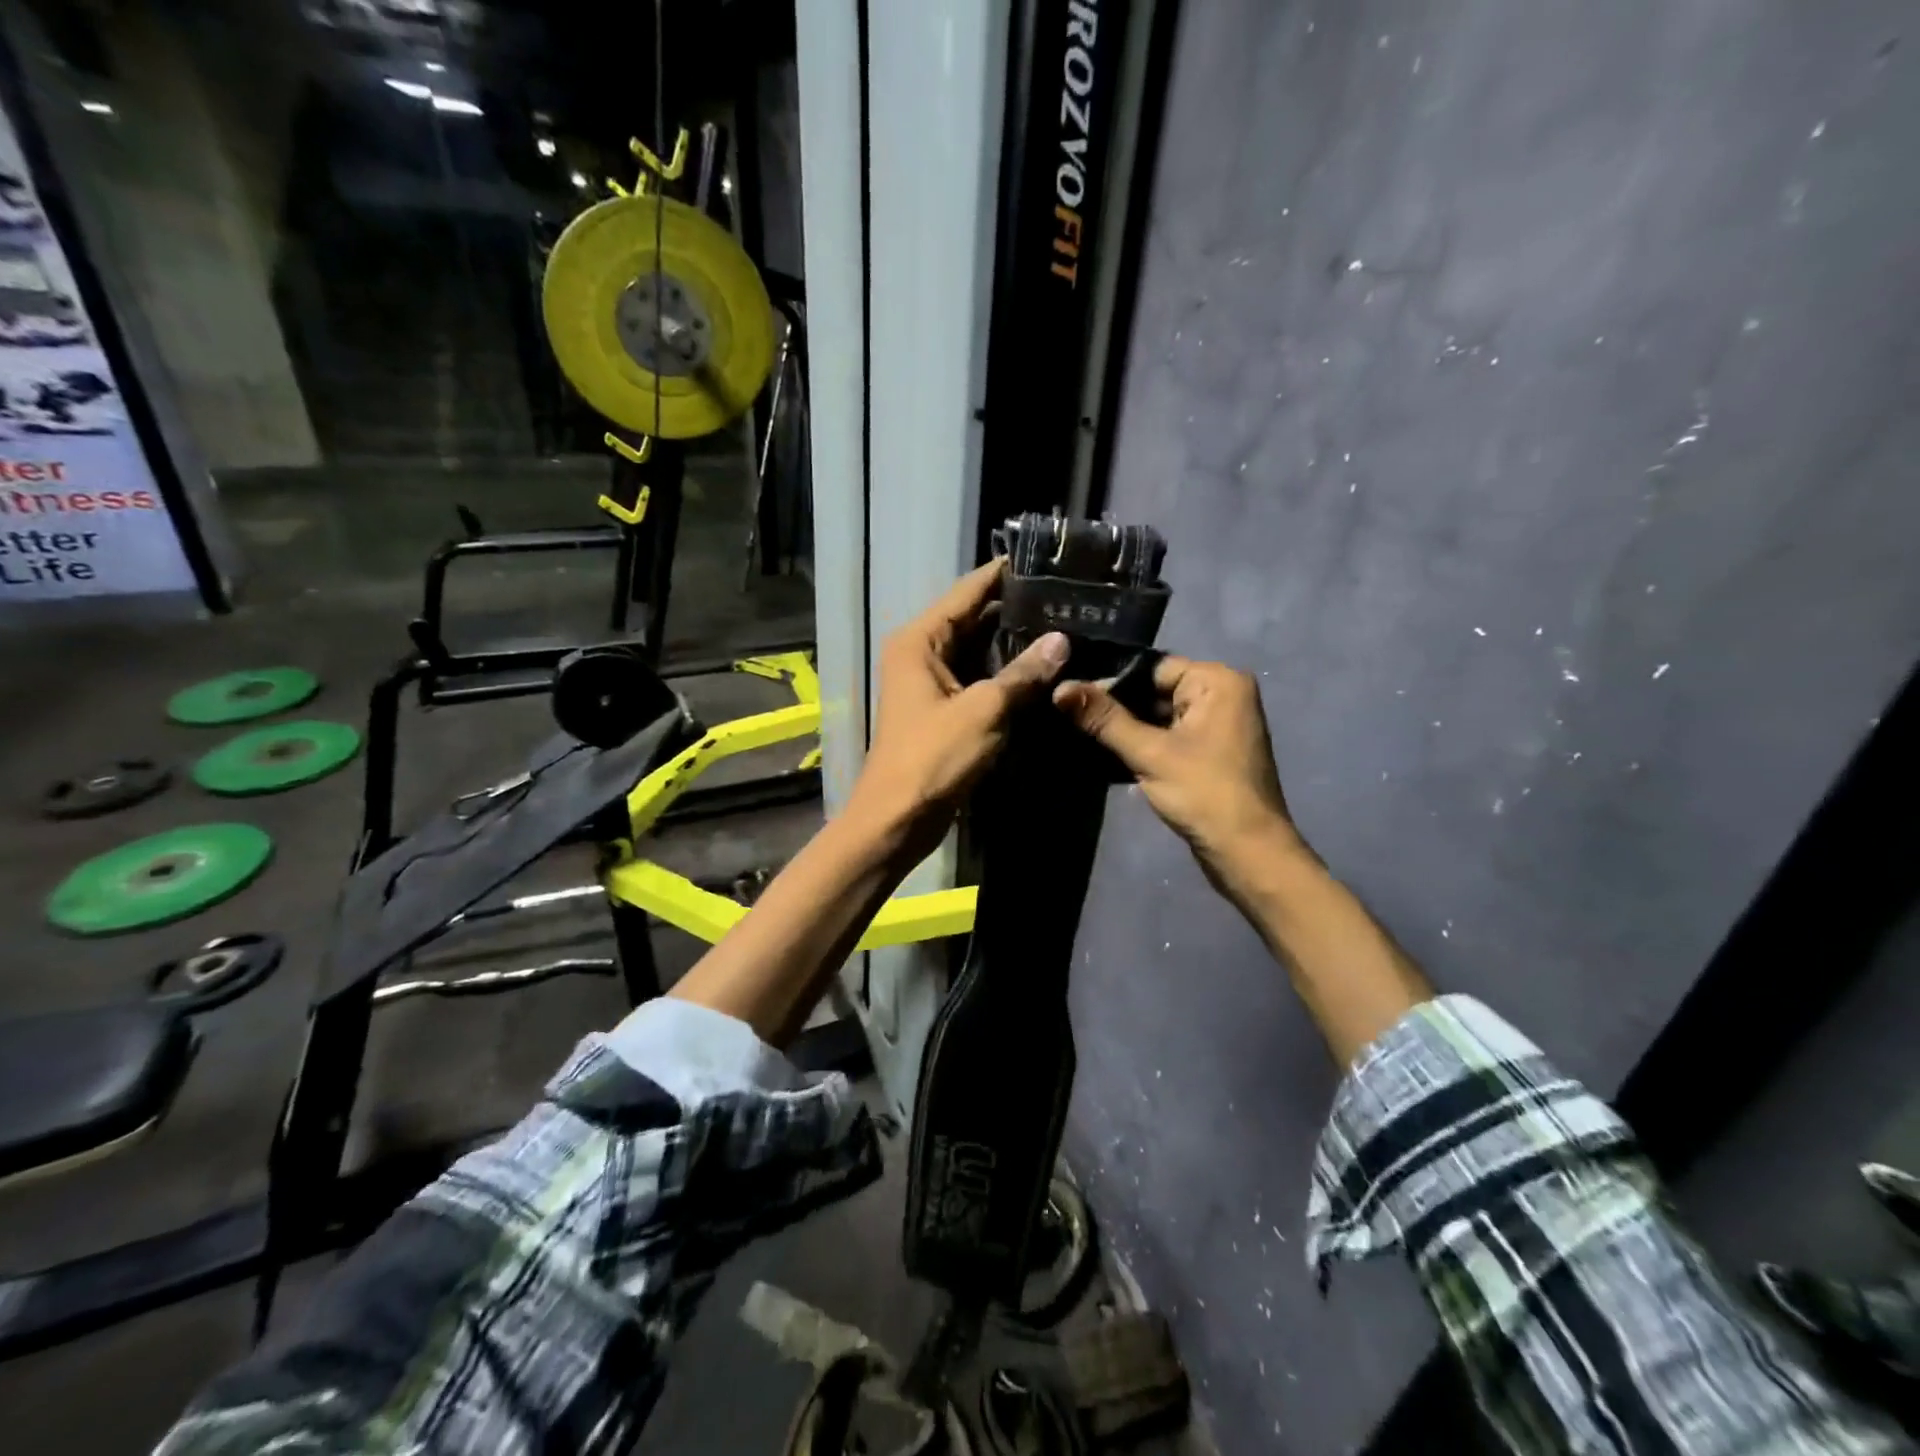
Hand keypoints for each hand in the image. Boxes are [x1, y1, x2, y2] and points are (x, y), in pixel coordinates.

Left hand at [849, 560, 1069, 860]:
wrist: (898, 817)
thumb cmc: (934, 757)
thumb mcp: (985, 710)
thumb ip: (1023, 673)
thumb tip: (1062, 640)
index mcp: (920, 640)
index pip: (967, 592)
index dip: (1003, 573)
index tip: (1043, 558)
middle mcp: (921, 652)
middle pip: (972, 617)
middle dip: (1015, 609)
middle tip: (1065, 596)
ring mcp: (930, 681)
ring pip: (977, 649)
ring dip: (1013, 642)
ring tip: (1063, 624)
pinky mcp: (942, 707)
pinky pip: (977, 676)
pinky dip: (1004, 672)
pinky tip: (1040, 667)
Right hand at [1054, 656, 1305, 891]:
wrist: (1248, 853)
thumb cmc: (1204, 793)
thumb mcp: (1149, 753)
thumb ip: (1104, 719)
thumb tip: (1059, 688)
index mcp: (1217, 681)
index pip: (1151, 667)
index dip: (1109, 682)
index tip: (1068, 694)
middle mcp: (1222, 694)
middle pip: (1154, 690)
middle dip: (1115, 707)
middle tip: (1066, 714)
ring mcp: (1217, 725)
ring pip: (1158, 716)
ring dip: (1125, 728)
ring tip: (1077, 732)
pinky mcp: (1209, 752)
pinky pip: (1168, 736)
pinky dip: (1141, 744)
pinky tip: (1103, 754)